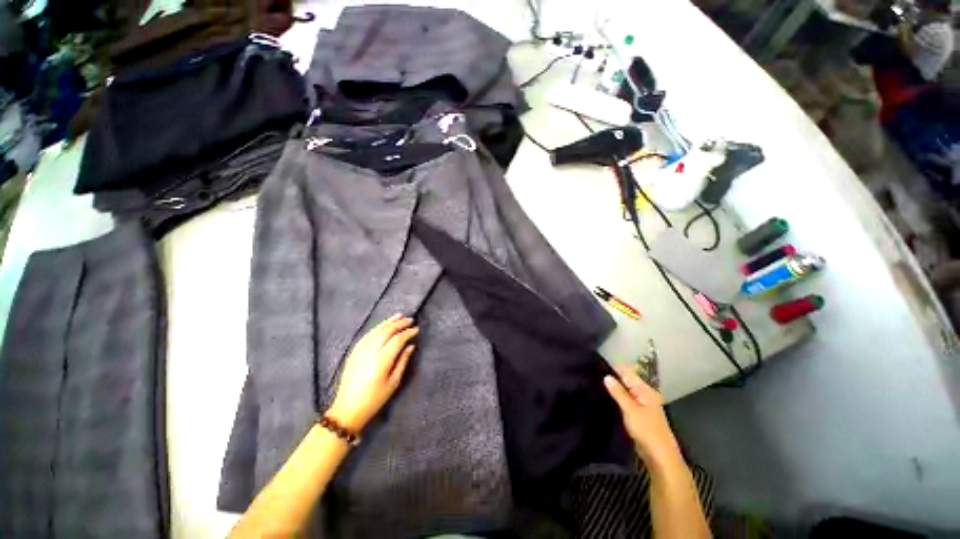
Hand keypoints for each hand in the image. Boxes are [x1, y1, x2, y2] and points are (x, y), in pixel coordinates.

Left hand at [327, 314, 418, 431]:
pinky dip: (377, 327)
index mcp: (382, 360)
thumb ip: (402, 361)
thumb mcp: (393, 382)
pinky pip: (368, 335)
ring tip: (399, 315)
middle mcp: (371, 351)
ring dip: (389, 322)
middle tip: (410, 319)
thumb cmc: (375, 399)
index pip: (397, 340)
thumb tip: (410, 346)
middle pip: (387, 332)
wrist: (348, 408)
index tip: (416, 329)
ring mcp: (360, 350)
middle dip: (400, 324)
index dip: (408, 333)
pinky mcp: (354, 352)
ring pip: (377, 330)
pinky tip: (384, 325)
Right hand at [604, 367, 682, 468]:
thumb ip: (618, 392)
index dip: (613, 369)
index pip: (627, 373)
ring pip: (625, 393)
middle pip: (626, 382)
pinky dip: (617, 400)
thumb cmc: (646, 431)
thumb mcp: (630, 409)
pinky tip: (606, 400)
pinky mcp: (639, 416)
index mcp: (646, 390)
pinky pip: (626, 403)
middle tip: (593, 378)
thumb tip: (607, 376)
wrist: (660, 457)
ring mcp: (643, 406)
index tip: (596, 368)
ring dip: (614, 391)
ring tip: (596, 387)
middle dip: (612, 380)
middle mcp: (645, 395)